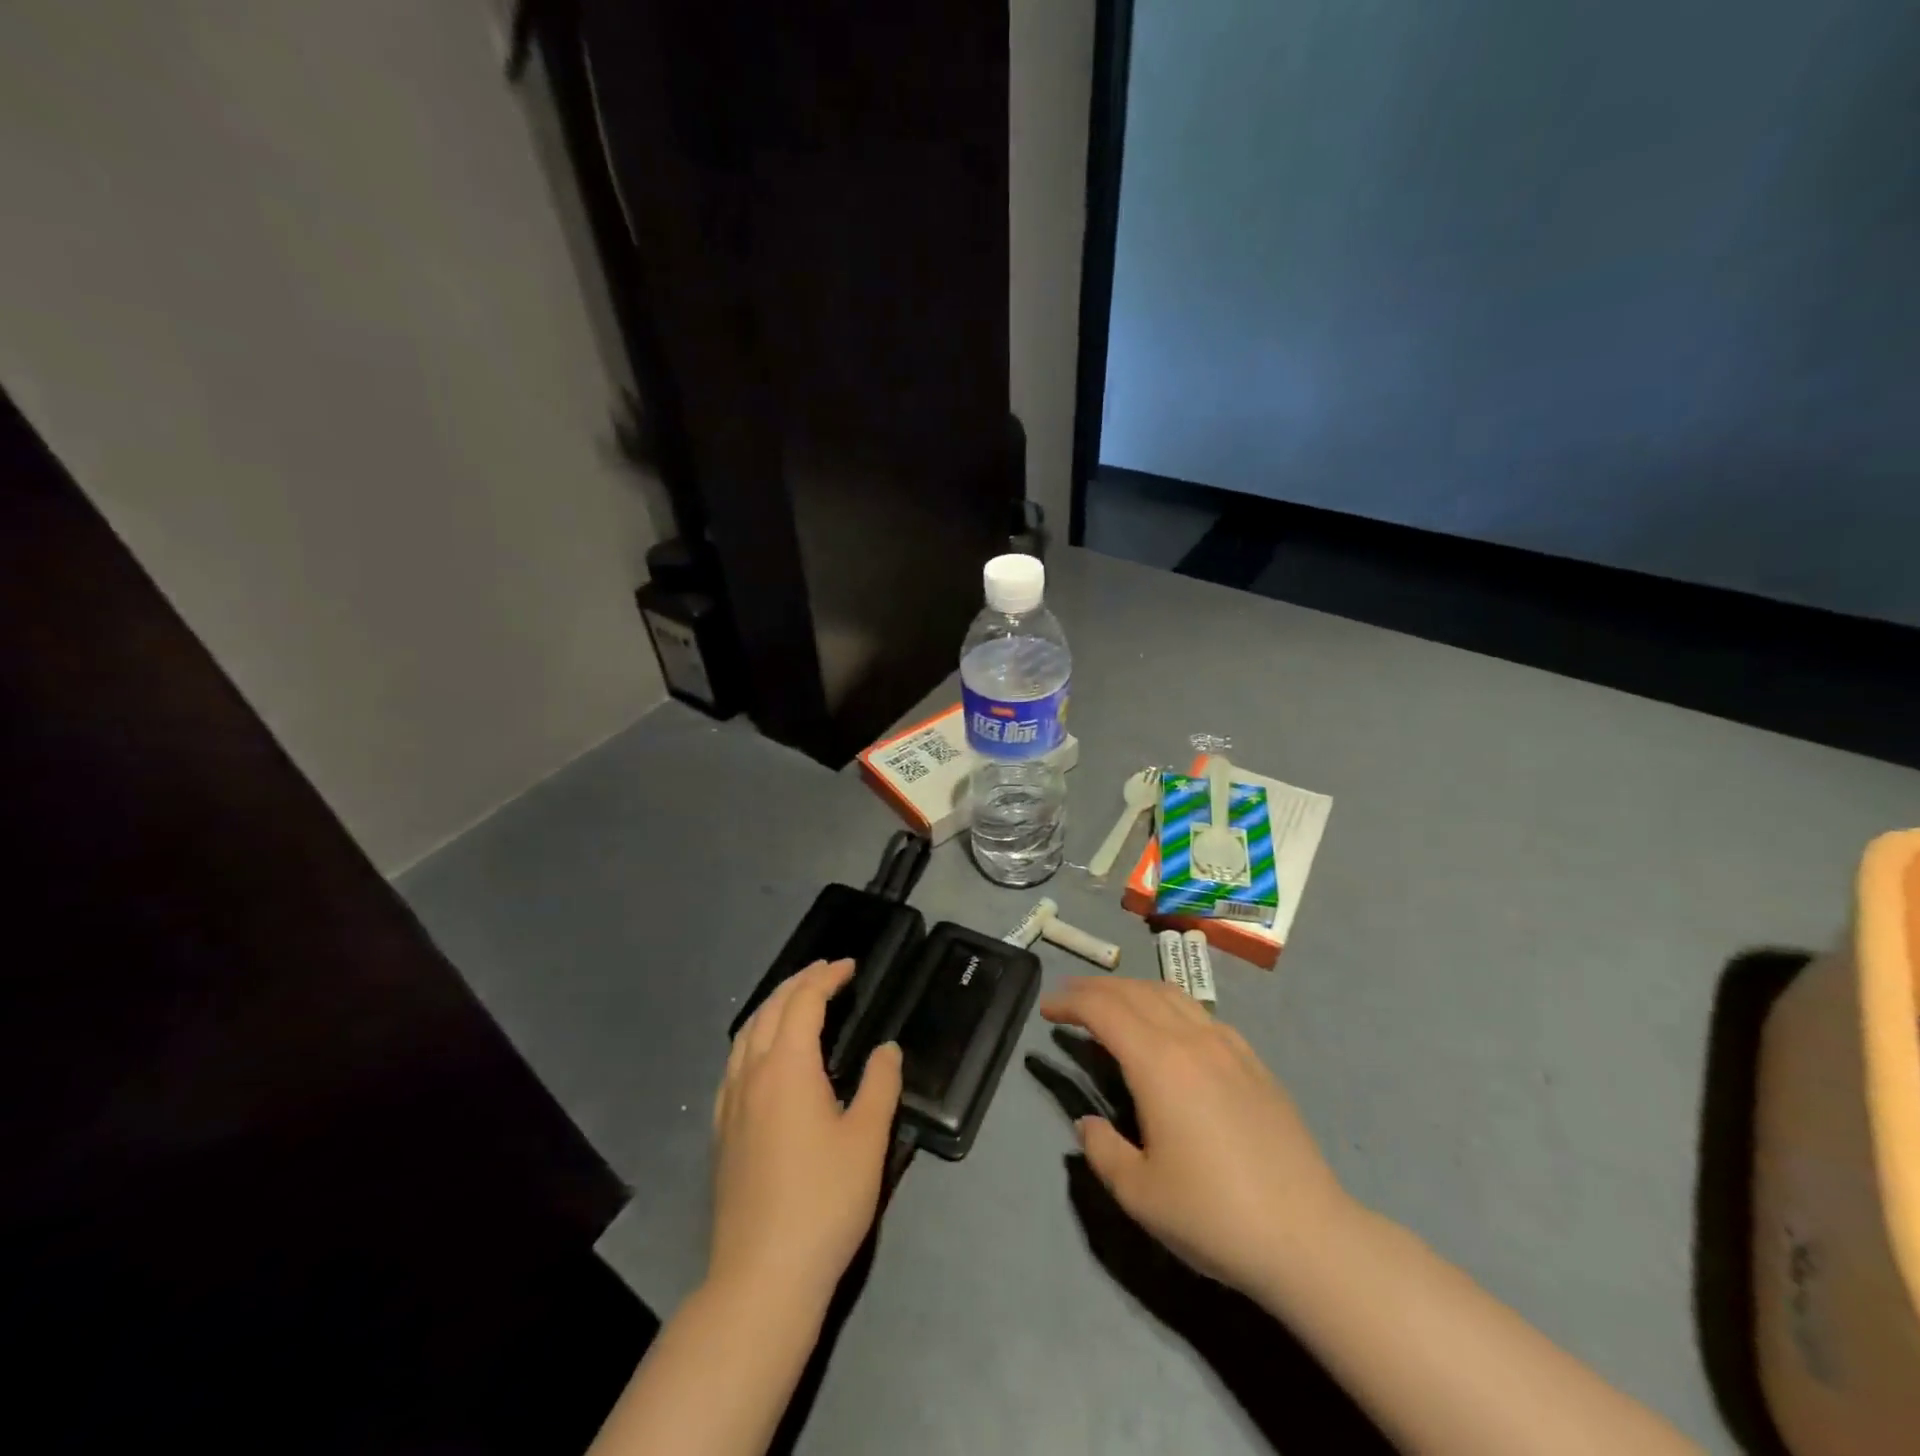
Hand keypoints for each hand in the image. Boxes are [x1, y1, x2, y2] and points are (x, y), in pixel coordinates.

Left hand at [710, 959, 902, 1312]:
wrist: (761, 1276)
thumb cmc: (823, 1202)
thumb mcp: (867, 1140)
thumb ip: (880, 1085)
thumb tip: (886, 1049)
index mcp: (787, 1067)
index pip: (804, 1002)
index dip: (827, 978)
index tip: (850, 966)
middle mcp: (752, 1074)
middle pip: (770, 1009)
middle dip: (798, 982)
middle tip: (826, 971)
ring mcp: (731, 1104)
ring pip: (746, 1034)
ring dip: (772, 1006)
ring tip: (795, 1000)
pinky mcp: (722, 1132)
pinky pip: (734, 1062)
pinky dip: (754, 1038)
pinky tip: (763, 1056)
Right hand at [1040, 976, 1352, 1299]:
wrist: (1309, 1238)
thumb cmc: (1215, 1215)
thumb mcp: (1140, 1193)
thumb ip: (1102, 1150)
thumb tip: (1087, 1124)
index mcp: (1159, 1063)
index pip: (1103, 1009)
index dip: (1070, 1001)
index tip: (1046, 1009)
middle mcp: (1192, 1039)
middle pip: (1134, 991)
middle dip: (1095, 988)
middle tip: (1068, 999)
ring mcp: (1228, 1046)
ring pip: (1170, 994)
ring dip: (1132, 990)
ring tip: (1111, 1006)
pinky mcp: (1253, 1062)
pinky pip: (1200, 1014)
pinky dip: (1168, 1006)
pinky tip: (1168, 1032)